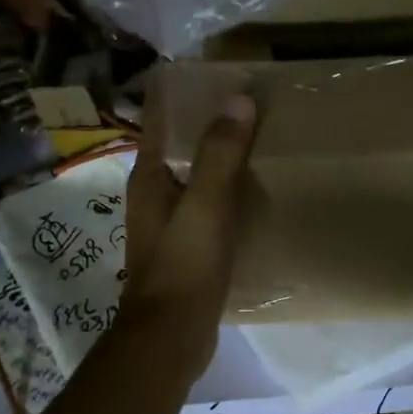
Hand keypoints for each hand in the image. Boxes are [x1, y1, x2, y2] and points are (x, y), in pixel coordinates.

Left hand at [120, 84, 257, 372]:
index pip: (162, 122)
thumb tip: (239, 99)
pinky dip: (229, 193)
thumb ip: (220, 154)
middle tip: (253, 105)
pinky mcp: (187, 248)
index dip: (185, 97)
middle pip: (182, 148)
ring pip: (197, 178)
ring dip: (222, 160)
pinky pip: (209, 206)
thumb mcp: (205, 205)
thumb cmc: (183, 266)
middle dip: (211, 126)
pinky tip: (257, 192)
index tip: (220, 77)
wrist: (172, 336)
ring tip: (262, 141)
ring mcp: (170, 223)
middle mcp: (155, 195)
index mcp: (150, 178)